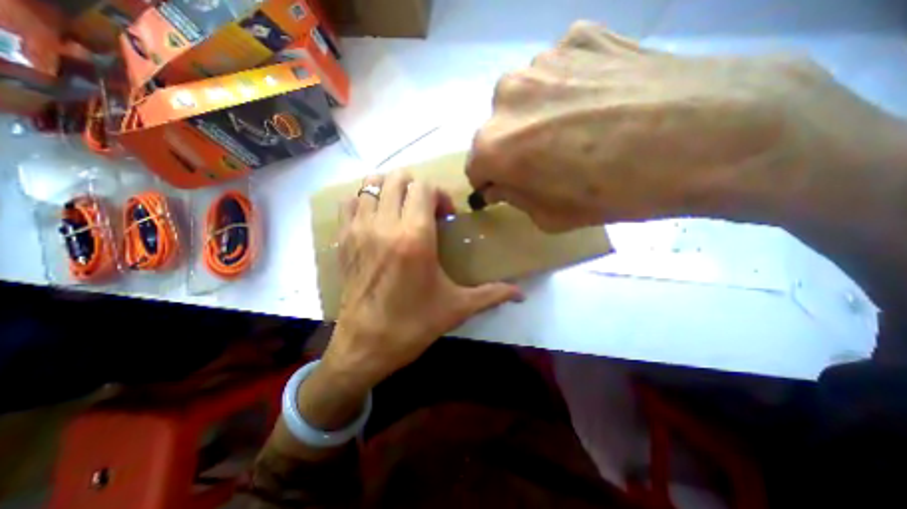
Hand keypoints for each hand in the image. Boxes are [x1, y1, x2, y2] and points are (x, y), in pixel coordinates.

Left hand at [321, 171, 520, 389]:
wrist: (364, 346)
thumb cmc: (413, 325)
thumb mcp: (457, 308)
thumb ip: (492, 294)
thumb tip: (522, 294)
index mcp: (415, 237)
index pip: (424, 187)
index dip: (439, 195)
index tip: (445, 217)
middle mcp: (384, 225)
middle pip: (399, 178)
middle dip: (417, 188)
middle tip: (425, 211)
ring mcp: (359, 230)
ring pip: (371, 184)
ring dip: (391, 190)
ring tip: (402, 210)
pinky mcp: (342, 240)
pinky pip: (350, 202)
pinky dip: (365, 201)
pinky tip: (378, 219)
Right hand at [467, 23, 906, 230]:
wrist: (712, 134)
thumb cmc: (618, 192)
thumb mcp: (552, 216)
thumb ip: (515, 198)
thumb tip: (499, 184)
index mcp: (494, 144)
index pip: (474, 167)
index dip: (490, 181)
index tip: (507, 187)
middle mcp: (506, 95)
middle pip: (496, 130)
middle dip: (511, 149)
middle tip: (546, 162)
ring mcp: (543, 58)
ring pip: (523, 99)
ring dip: (536, 117)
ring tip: (577, 130)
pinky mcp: (581, 34)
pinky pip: (557, 72)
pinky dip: (566, 89)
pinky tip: (597, 102)